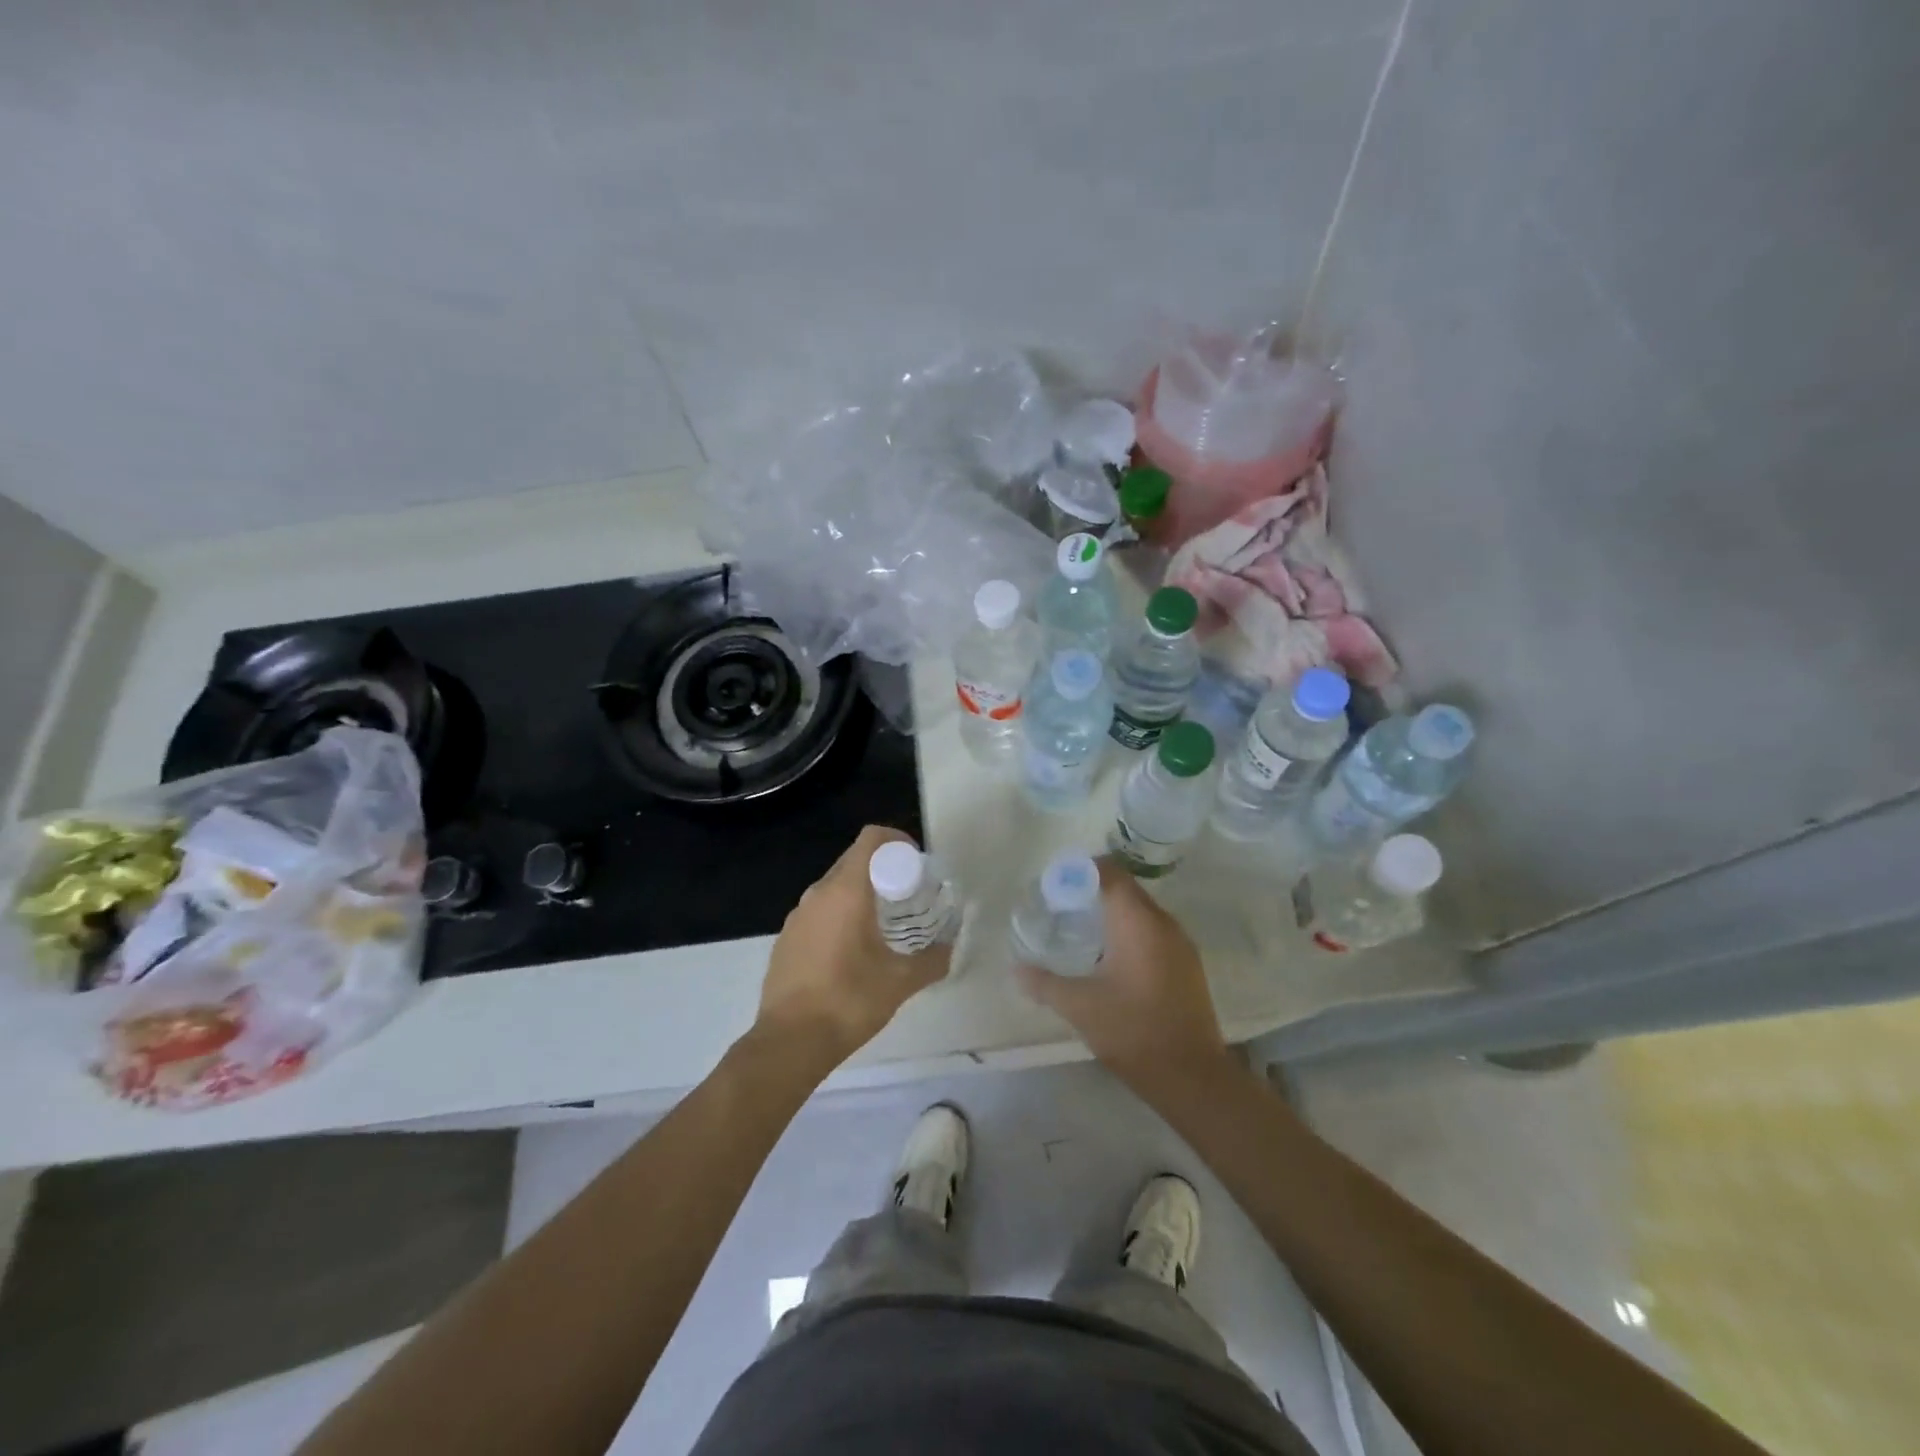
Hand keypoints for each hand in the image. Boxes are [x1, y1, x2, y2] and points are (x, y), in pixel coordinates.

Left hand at [756, 824, 950, 1072]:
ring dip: (860, 892)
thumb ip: (933, 960)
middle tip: (907, 895)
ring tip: (883, 923)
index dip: (896, 840)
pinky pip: (818, 911)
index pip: (871, 839)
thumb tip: (950, 948)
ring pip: (834, 886)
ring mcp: (797, 916)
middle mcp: (817, 894)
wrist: (789, 1042)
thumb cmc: (848, 1001)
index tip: (916, 863)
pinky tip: (852, 950)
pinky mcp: (786, 939)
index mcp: (845, 891)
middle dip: (882, 868)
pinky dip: (839, 914)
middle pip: (853, 860)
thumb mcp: (901, 981)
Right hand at [1016, 860, 1235, 1104]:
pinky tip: (1110, 958)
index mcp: (1137, 921)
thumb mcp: (1079, 1006)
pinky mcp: (1188, 966)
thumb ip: (1043, 982)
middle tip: (1061, 907)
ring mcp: (1181, 944)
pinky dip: (1130, 933)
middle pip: (1126, 889)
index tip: (1055, 884)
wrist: (1192, 1078)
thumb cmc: (1132, 1031)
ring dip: (1113, 913)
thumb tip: (1016, 968)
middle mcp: (1163, 923)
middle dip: (1093, 891)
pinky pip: (1154, 932)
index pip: (1110, 872)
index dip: (1081, 870)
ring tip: (1081, 931)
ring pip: (1141, 912)